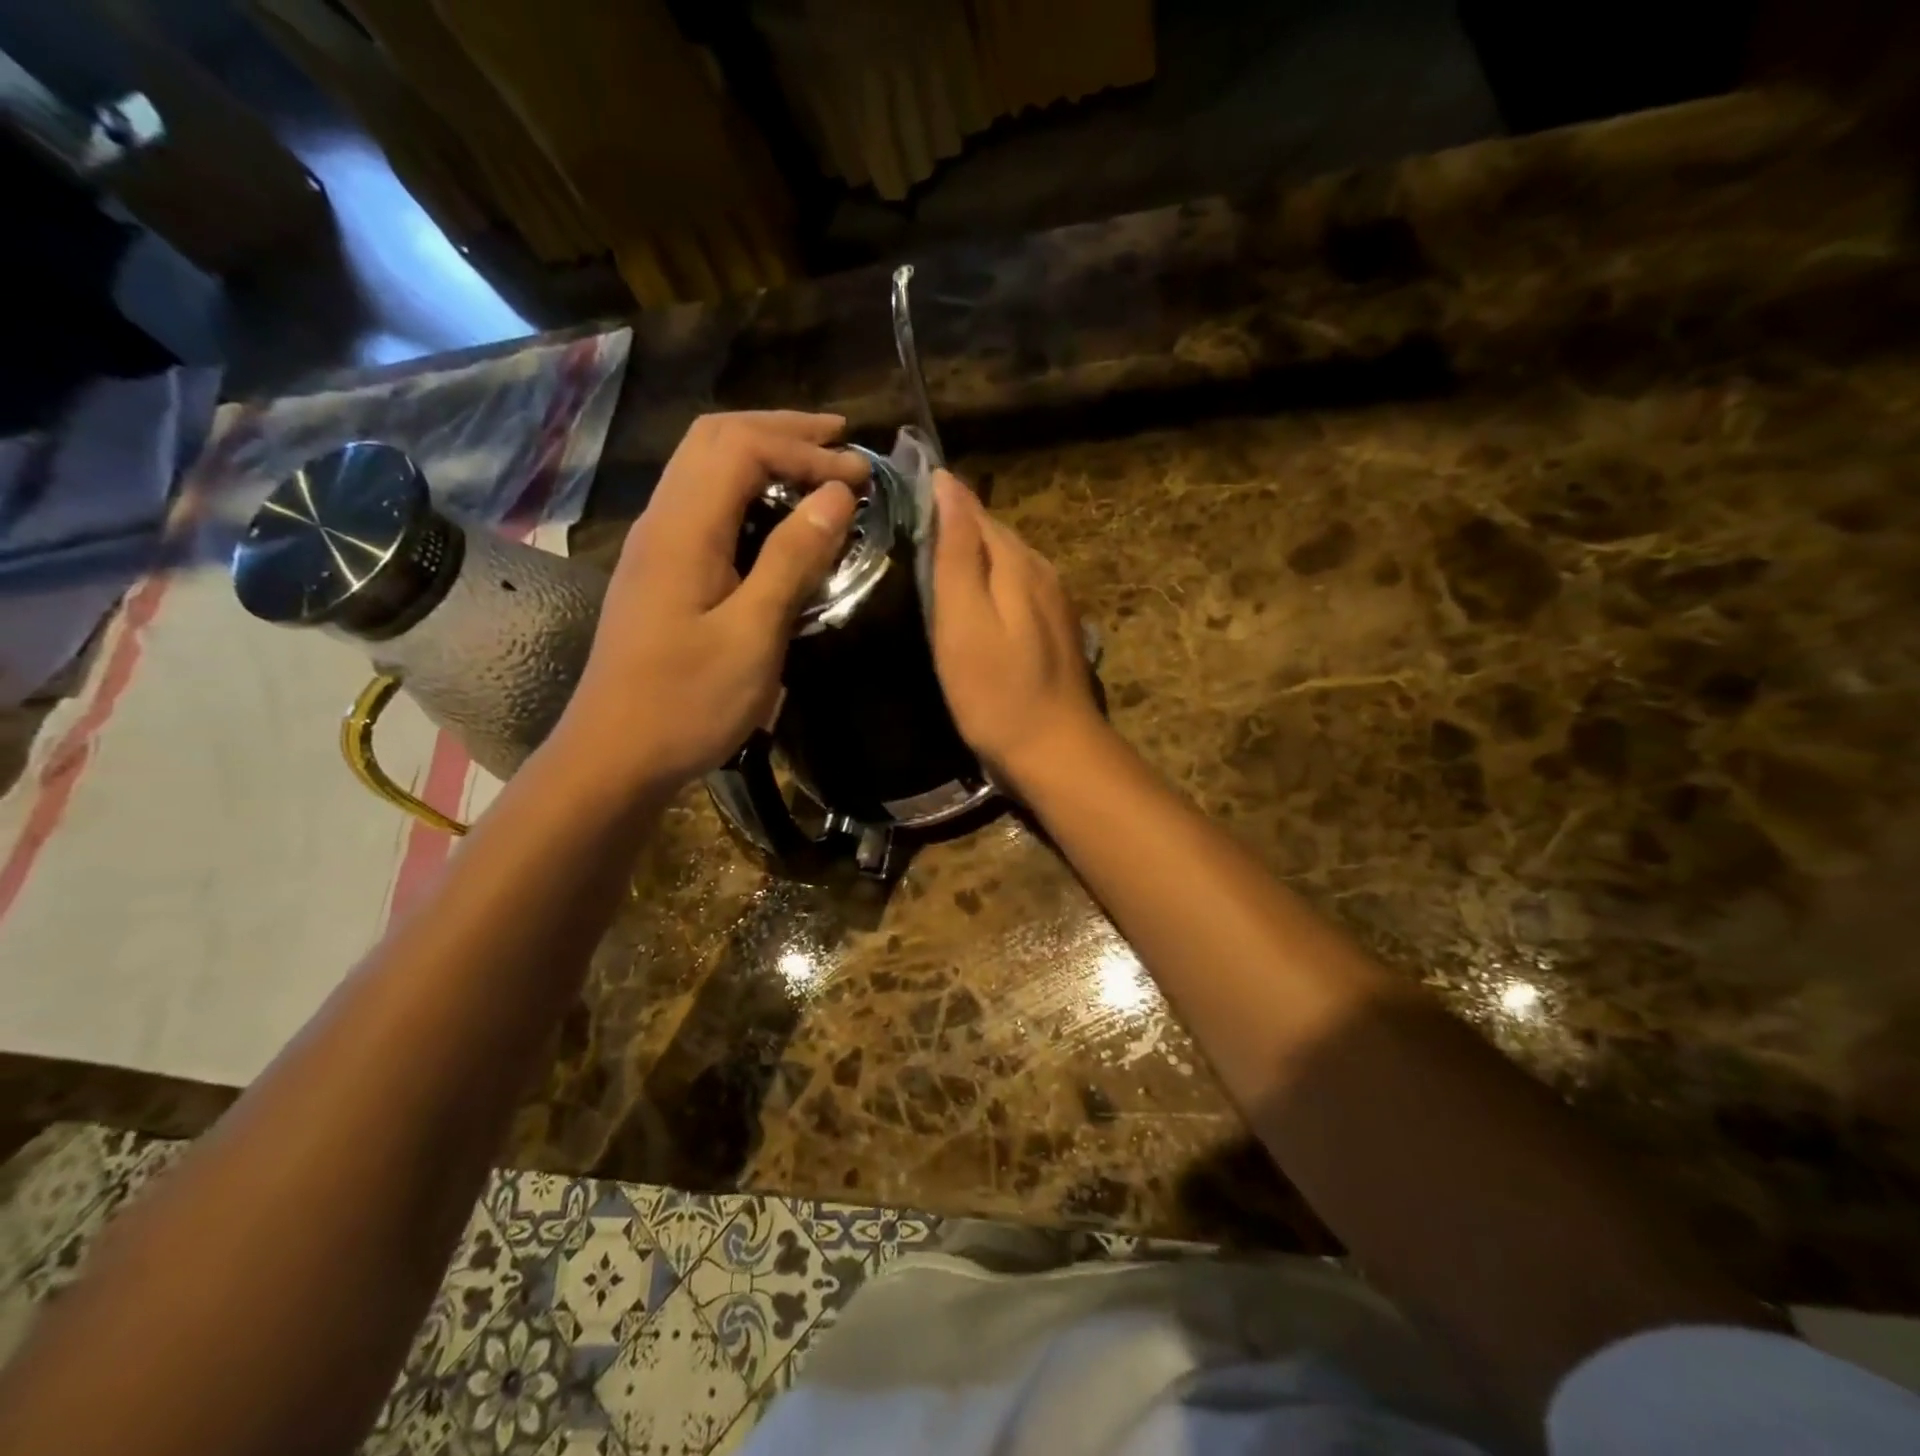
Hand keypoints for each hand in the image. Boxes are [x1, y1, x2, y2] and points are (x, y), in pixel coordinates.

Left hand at [560, 412, 866, 788]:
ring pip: (703, 467)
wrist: (614, 756)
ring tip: (816, 467)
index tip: (861, 476)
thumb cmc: (687, 704)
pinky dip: (746, 490)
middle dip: (781, 431)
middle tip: (839, 441)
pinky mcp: (659, 572)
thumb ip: (793, 560)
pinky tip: (776, 516)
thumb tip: (838, 496)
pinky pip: (703, 504)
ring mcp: (655, 546)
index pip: (742, 447)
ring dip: (762, 454)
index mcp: (683, 530)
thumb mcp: (753, 635)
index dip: (806, 450)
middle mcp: (662, 522)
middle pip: (714, 439)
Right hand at [930, 470, 1102, 787]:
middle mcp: (1042, 571)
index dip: (937, 498)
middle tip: (903, 533)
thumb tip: (947, 484)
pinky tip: (970, 606)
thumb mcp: (963, 620)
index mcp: (1017, 561)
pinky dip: (988, 589)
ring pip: (1005, 563)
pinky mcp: (1054, 631)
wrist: (1055, 751)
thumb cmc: (996, 691)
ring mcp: (1054, 602)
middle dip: (953, 527)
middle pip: (992, 535)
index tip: (896, 496)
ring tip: (929, 565)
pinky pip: (1015, 592)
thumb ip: (956, 552)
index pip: (972, 509)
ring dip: (971, 559)